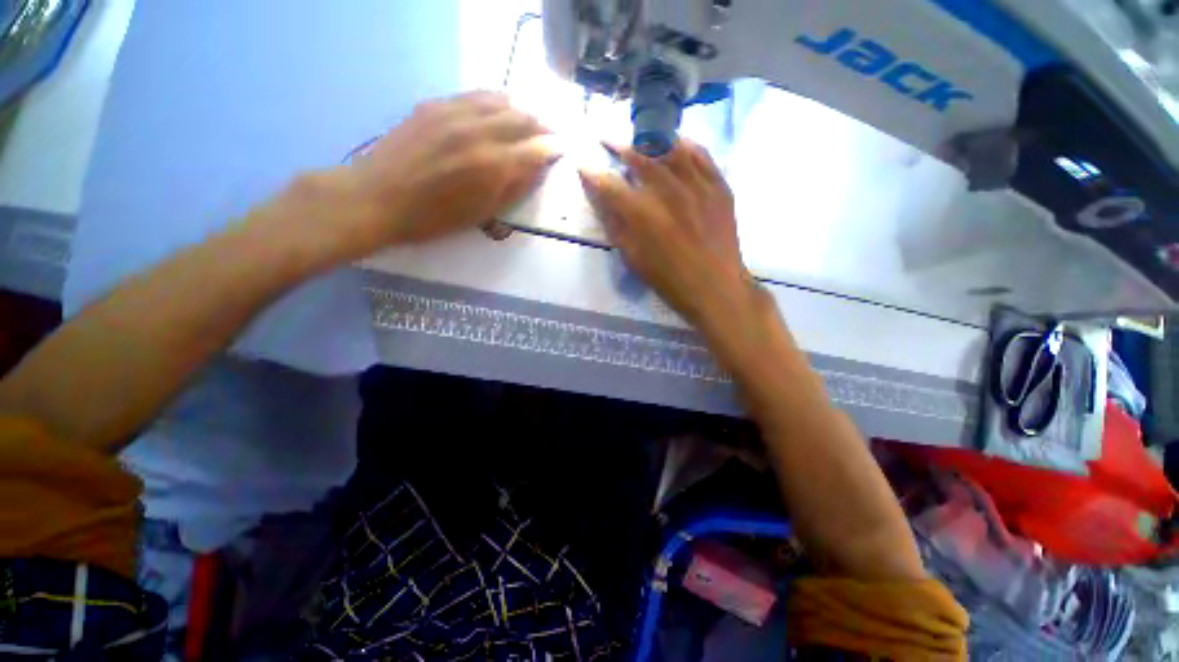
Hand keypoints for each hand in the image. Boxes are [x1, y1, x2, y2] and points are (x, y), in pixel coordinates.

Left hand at [271, 91, 556, 261]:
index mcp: (493, 165)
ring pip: (502, 101)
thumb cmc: (435, 218)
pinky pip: (476, 95)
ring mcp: (455, 112)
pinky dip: (496, 101)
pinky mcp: (436, 104)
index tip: (562, 150)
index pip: (537, 148)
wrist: (378, 198)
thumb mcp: (483, 213)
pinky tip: (499, 109)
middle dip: (542, 127)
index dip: (553, 148)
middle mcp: (480, 131)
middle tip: (550, 136)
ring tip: (528, 122)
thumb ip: (514, 188)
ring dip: (522, 111)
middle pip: (524, 119)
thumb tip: (538, 168)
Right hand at [579, 139, 755, 328]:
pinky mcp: (719, 186)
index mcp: (643, 215)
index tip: (584, 166)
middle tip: (608, 139)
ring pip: (671, 148)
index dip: (593, 174)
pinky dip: (685, 145)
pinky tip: (676, 145)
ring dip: (651, 141)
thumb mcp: (633, 259)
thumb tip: (602, 200)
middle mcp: (669, 191)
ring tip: (641, 140)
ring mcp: (698, 185)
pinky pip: (701, 154)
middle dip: (619, 146)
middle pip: (640, 157)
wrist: (715, 286)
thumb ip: (616, 226)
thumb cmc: (669, 279)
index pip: (610, 185)